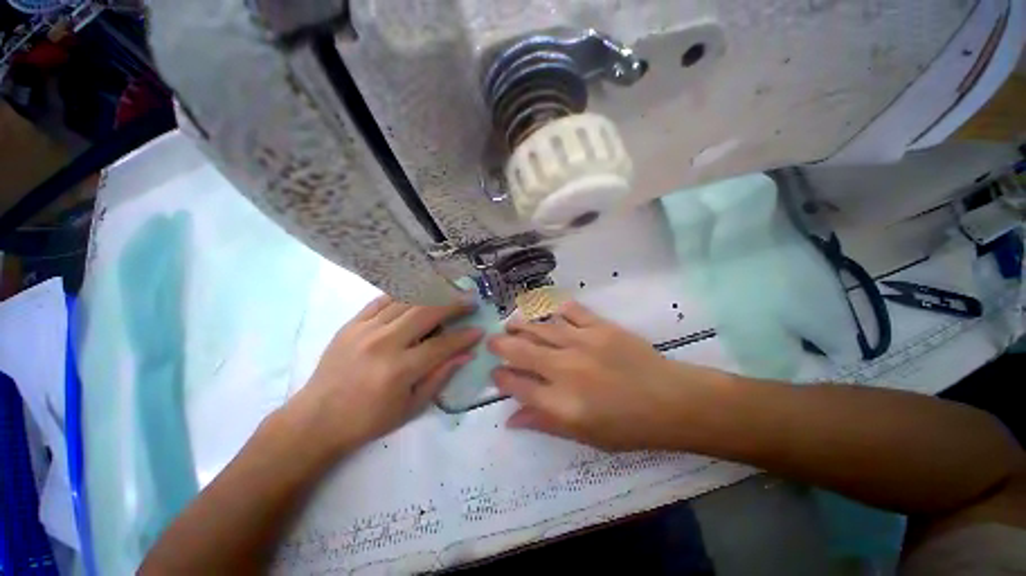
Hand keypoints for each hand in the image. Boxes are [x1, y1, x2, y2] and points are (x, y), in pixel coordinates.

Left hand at [287, 295, 482, 454]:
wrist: (316, 419)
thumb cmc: (368, 420)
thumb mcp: (411, 406)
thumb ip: (441, 376)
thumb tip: (466, 354)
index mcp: (399, 369)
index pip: (442, 344)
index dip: (464, 336)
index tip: (479, 329)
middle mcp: (384, 343)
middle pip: (426, 311)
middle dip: (453, 304)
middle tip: (469, 301)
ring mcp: (365, 329)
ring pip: (406, 300)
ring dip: (432, 293)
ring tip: (449, 291)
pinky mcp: (352, 323)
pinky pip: (383, 299)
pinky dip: (404, 293)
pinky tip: (418, 292)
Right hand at [488, 301, 730, 450]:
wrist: (670, 401)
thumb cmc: (627, 427)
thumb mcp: (584, 436)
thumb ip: (544, 424)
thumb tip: (511, 419)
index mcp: (560, 402)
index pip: (517, 385)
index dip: (501, 378)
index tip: (495, 373)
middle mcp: (565, 368)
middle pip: (522, 351)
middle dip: (501, 345)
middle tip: (493, 341)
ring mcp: (582, 343)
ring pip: (541, 328)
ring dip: (522, 325)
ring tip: (511, 323)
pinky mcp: (600, 327)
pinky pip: (571, 312)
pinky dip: (557, 310)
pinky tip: (549, 311)